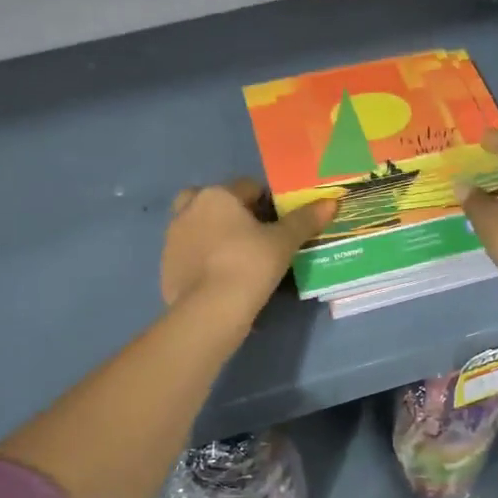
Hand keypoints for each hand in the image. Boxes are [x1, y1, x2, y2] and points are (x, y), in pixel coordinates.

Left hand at [161, 179, 336, 328]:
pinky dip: (202, 259)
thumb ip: (305, 220)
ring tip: (237, 259)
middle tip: (252, 237)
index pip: (248, 187)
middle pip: (214, 201)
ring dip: (214, 234)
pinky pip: (189, 253)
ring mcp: (172, 238)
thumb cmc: (250, 265)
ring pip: (197, 226)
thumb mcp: (284, 243)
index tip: (278, 224)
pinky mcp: (165, 265)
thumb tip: (332, 201)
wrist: (210, 310)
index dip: (267, 202)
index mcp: (217, 195)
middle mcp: (189, 208)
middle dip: (231, 213)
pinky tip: (219, 278)